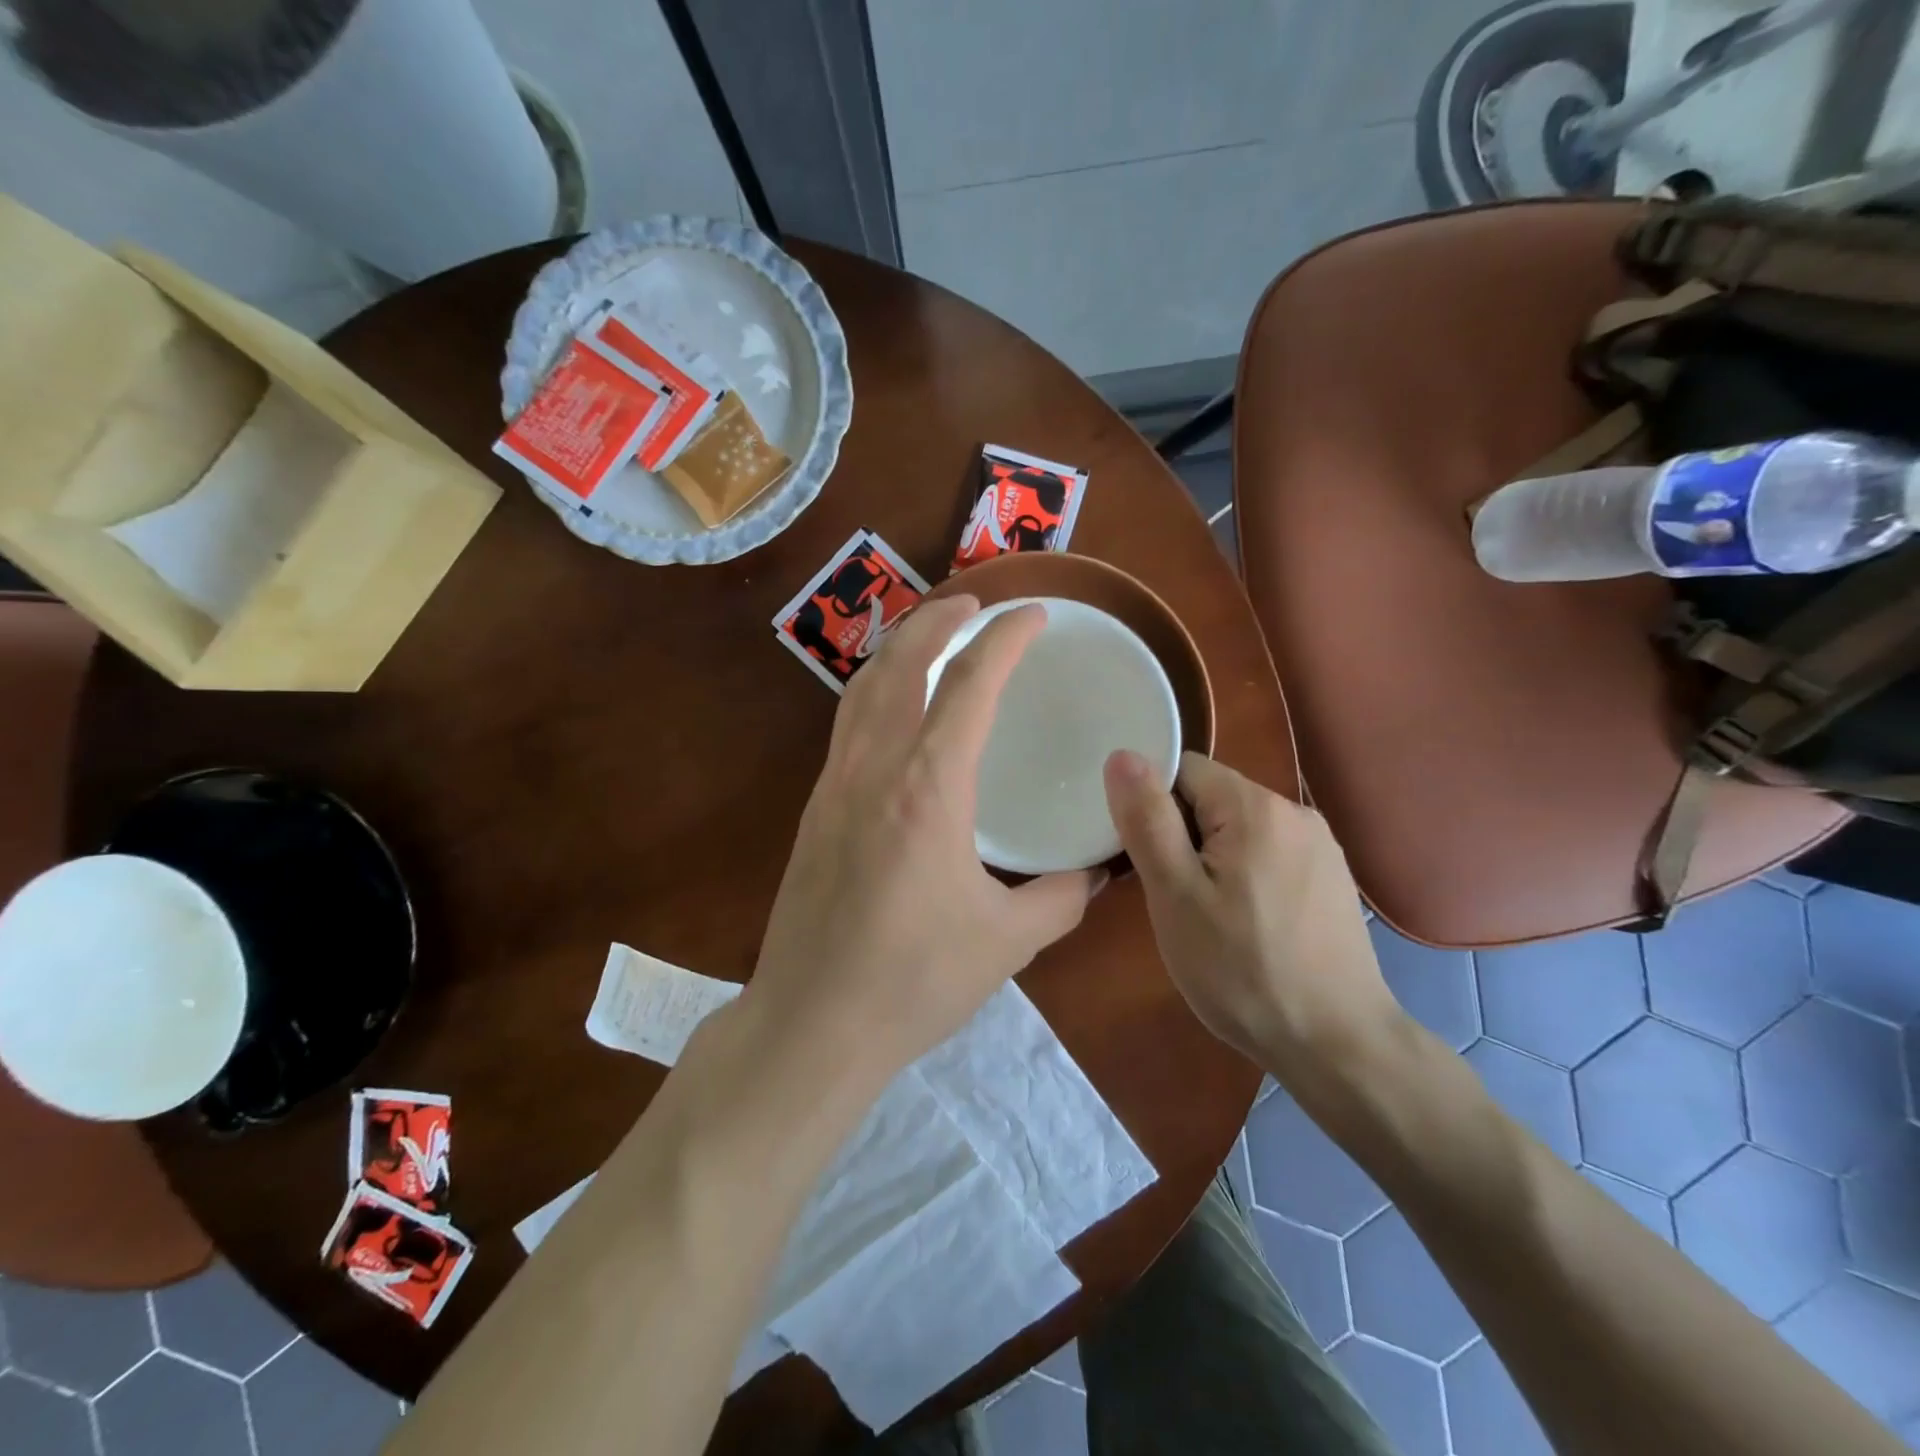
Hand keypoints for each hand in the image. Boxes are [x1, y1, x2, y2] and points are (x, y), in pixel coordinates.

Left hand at [749, 596, 1100, 1080]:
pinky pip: (847, 724)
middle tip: (974, 602)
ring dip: (899, 649)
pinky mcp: (815, 809)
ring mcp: (835, 785)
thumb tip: (1092, 873)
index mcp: (928, 788)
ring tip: (931, 636)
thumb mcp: (1008, 941)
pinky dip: (875, 691)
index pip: (969, 684)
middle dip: (939, 620)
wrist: (812, 1024)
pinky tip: (896, 709)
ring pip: (862, 688)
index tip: (1032, 616)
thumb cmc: (914, 982)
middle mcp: (874, 768)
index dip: (1005, 639)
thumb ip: (1061, 897)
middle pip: (900, 663)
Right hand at [1102, 750, 1397, 1077]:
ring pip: (1239, 829)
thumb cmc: (1241, 969)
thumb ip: (1147, 820)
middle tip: (1173, 897)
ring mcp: (1320, 846)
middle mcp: (1294, 811)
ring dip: (1211, 858)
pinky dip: (1245, 875)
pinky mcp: (1331, 878)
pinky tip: (1246, 925)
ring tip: (1207, 916)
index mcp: (1255, 806)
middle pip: (1212, 798)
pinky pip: (1269, 854)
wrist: (1336, 1044)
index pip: (1183, 770)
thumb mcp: (1175, 895)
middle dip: (1182, 836)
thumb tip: (1122, 755)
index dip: (1152, 806)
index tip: (1146, 859)